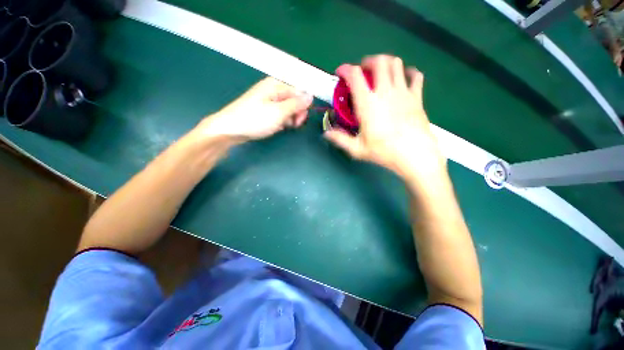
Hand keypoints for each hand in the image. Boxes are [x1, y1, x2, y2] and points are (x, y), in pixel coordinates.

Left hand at [197, 77, 312, 141]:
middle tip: (294, 124)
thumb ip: (296, 104)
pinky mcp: (266, 110)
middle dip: (297, 112)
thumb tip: (311, 96)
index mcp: (276, 85)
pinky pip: (281, 114)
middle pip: (295, 99)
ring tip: (284, 126)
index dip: (304, 104)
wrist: (231, 130)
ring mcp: (269, 100)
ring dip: (290, 118)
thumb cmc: (255, 119)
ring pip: (288, 108)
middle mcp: (274, 90)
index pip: (300, 91)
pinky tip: (278, 127)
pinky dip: (282, 121)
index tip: (301, 117)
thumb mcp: (279, 112)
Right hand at [324, 55, 445, 180]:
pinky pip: (416, 76)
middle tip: (363, 70)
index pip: (355, 75)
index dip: (345, 69)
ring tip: (381, 72)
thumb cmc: (383, 151)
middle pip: (379, 62)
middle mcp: (385, 92)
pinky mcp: (417, 97)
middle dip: (368, 61)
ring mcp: (403, 92)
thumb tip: (326, 134)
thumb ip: (340, 139)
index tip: (341, 72)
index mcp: (367, 103)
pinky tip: (404, 78)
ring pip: (396, 64)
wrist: (414, 154)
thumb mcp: (357, 149)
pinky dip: (409, 73)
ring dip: (386, 63)